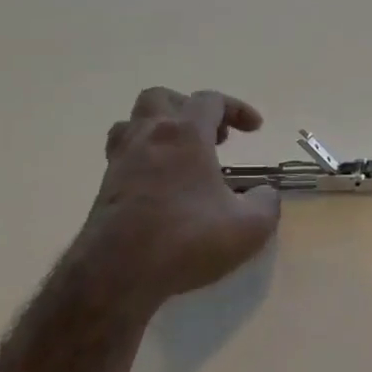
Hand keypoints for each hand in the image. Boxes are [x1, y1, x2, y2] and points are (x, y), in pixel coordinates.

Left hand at [79, 87, 280, 309]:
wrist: (117, 273)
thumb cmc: (188, 239)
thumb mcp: (250, 226)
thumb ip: (266, 203)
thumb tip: (265, 193)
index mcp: (185, 135)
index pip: (210, 101)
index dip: (236, 109)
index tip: (255, 129)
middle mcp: (149, 137)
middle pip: (162, 98)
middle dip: (190, 109)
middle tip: (212, 136)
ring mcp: (121, 161)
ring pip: (133, 123)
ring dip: (160, 129)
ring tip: (182, 154)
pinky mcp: (105, 188)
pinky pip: (124, 155)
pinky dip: (145, 157)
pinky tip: (162, 184)